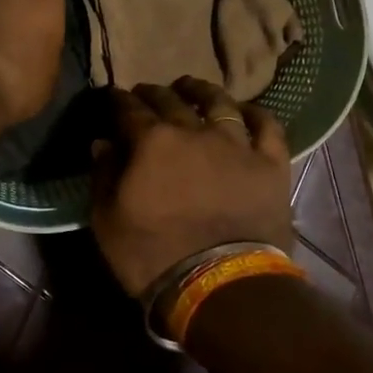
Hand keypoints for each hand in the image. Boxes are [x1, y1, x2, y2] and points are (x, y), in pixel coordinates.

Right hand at [90, 77, 294, 300]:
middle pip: (171, 100)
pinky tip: (247, 110)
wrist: (219, 285)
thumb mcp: (108, 221)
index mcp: (152, 142)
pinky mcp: (270, 164)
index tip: (113, 96)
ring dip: (202, 91)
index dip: (118, 101)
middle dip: (154, 93)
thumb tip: (103, 143)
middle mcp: (194, 131)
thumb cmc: (152, 255)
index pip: (129, 110)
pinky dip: (257, 114)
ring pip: (220, 103)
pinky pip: (267, 128)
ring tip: (192, 87)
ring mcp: (236, 145)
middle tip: (146, 92)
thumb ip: (103, 176)